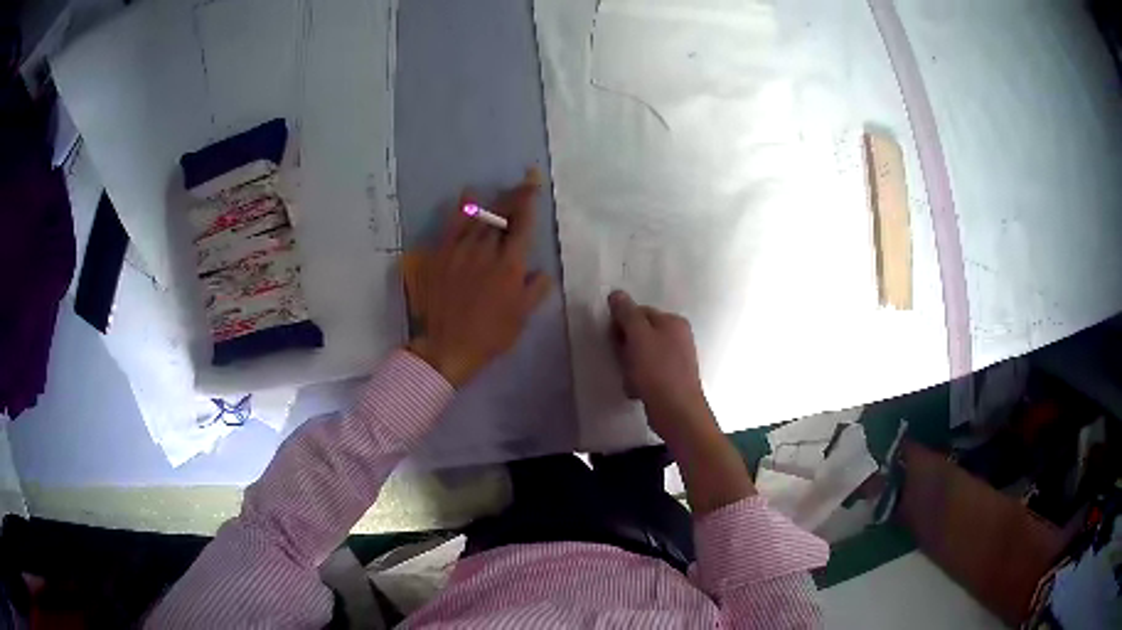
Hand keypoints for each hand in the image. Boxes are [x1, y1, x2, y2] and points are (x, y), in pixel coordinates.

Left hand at [408, 173, 551, 386]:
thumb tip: (541, 271)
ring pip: (479, 216)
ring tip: (502, 190)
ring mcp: (461, 250)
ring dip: (494, 200)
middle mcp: (486, 250)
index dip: (529, 199)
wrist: (446, 346)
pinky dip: (463, 208)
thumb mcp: (521, 317)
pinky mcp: (441, 254)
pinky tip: (468, 195)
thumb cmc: (489, 335)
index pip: (522, 223)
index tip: (534, 182)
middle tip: (524, 182)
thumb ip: (535, 290)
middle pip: (502, 214)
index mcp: (509, 265)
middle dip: (515, 195)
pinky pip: (453, 224)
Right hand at [607, 290, 711, 442]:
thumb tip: (617, 293)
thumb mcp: (638, 337)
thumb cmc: (657, 371)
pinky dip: (639, 378)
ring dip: (631, 364)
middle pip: (642, 333)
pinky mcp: (673, 379)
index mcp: (674, 322)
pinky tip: (636, 389)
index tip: (613, 340)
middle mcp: (679, 337)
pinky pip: (649, 372)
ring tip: (630, 378)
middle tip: (622, 360)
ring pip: (643, 354)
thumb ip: (627, 314)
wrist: (677, 412)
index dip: (622, 324)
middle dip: (626, 346)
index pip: (639, 312)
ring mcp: (678, 359)